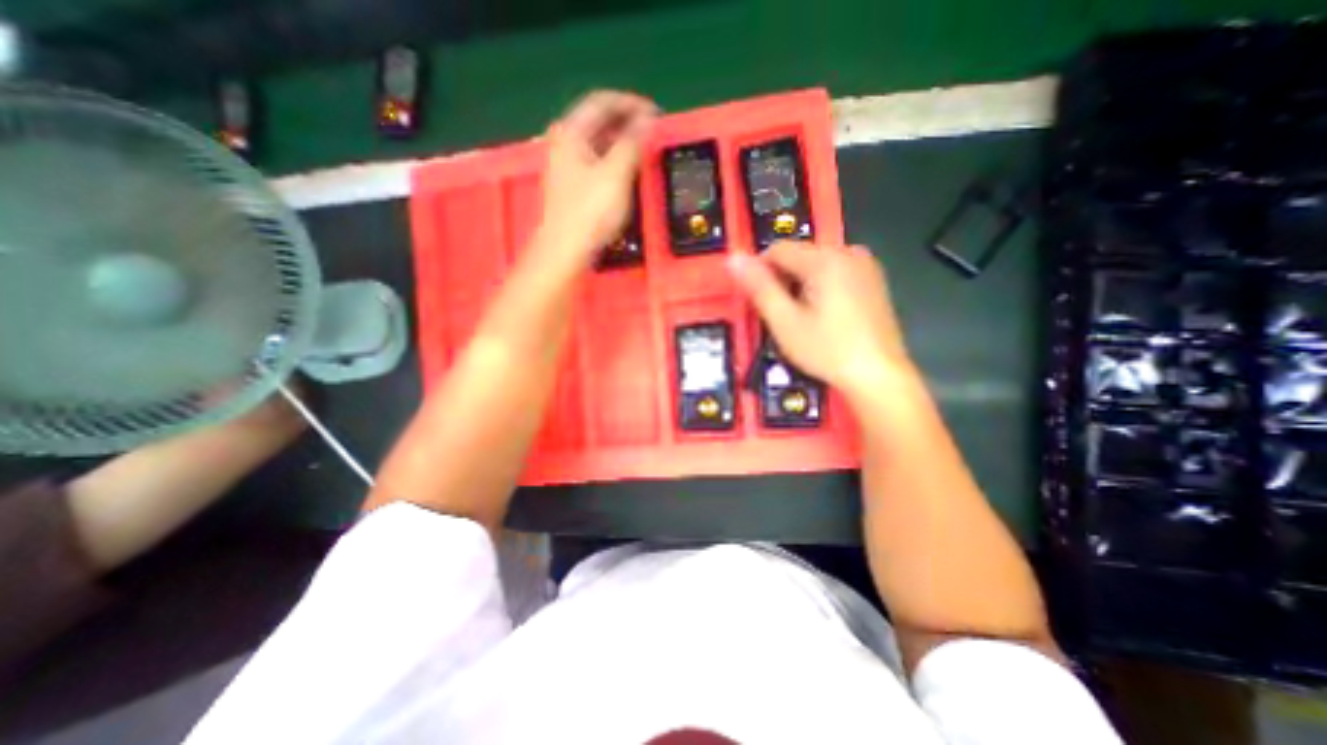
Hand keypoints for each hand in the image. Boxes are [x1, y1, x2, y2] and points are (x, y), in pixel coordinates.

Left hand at [536, 90, 659, 264]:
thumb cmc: (590, 211)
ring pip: (598, 143)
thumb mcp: (616, 174)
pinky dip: (614, 159)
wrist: (566, 250)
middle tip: (653, 131)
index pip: (602, 102)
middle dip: (627, 122)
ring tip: (645, 149)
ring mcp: (567, 166)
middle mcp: (565, 143)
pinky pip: (596, 161)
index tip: (656, 113)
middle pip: (598, 121)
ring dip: (622, 142)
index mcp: (571, 133)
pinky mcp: (573, 186)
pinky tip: (628, 170)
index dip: (630, 103)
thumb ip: (633, 143)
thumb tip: (648, 120)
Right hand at [724, 241, 913, 396]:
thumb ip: (759, 287)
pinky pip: (835, 273)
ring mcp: (865, 266)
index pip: (777, 249)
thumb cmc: (828, 350)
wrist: (879, 375)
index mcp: (826, 259)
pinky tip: (825, 316)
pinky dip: (821, 288)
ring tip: (804, 319)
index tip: (760, 302)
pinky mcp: (873, 280)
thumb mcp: (785, 321)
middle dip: (783, 281)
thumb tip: (733, 258)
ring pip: (815, 265)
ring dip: (801, 285)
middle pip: (798, 256)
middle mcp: (848, 253)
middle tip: (783, 316)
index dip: (760, 273)